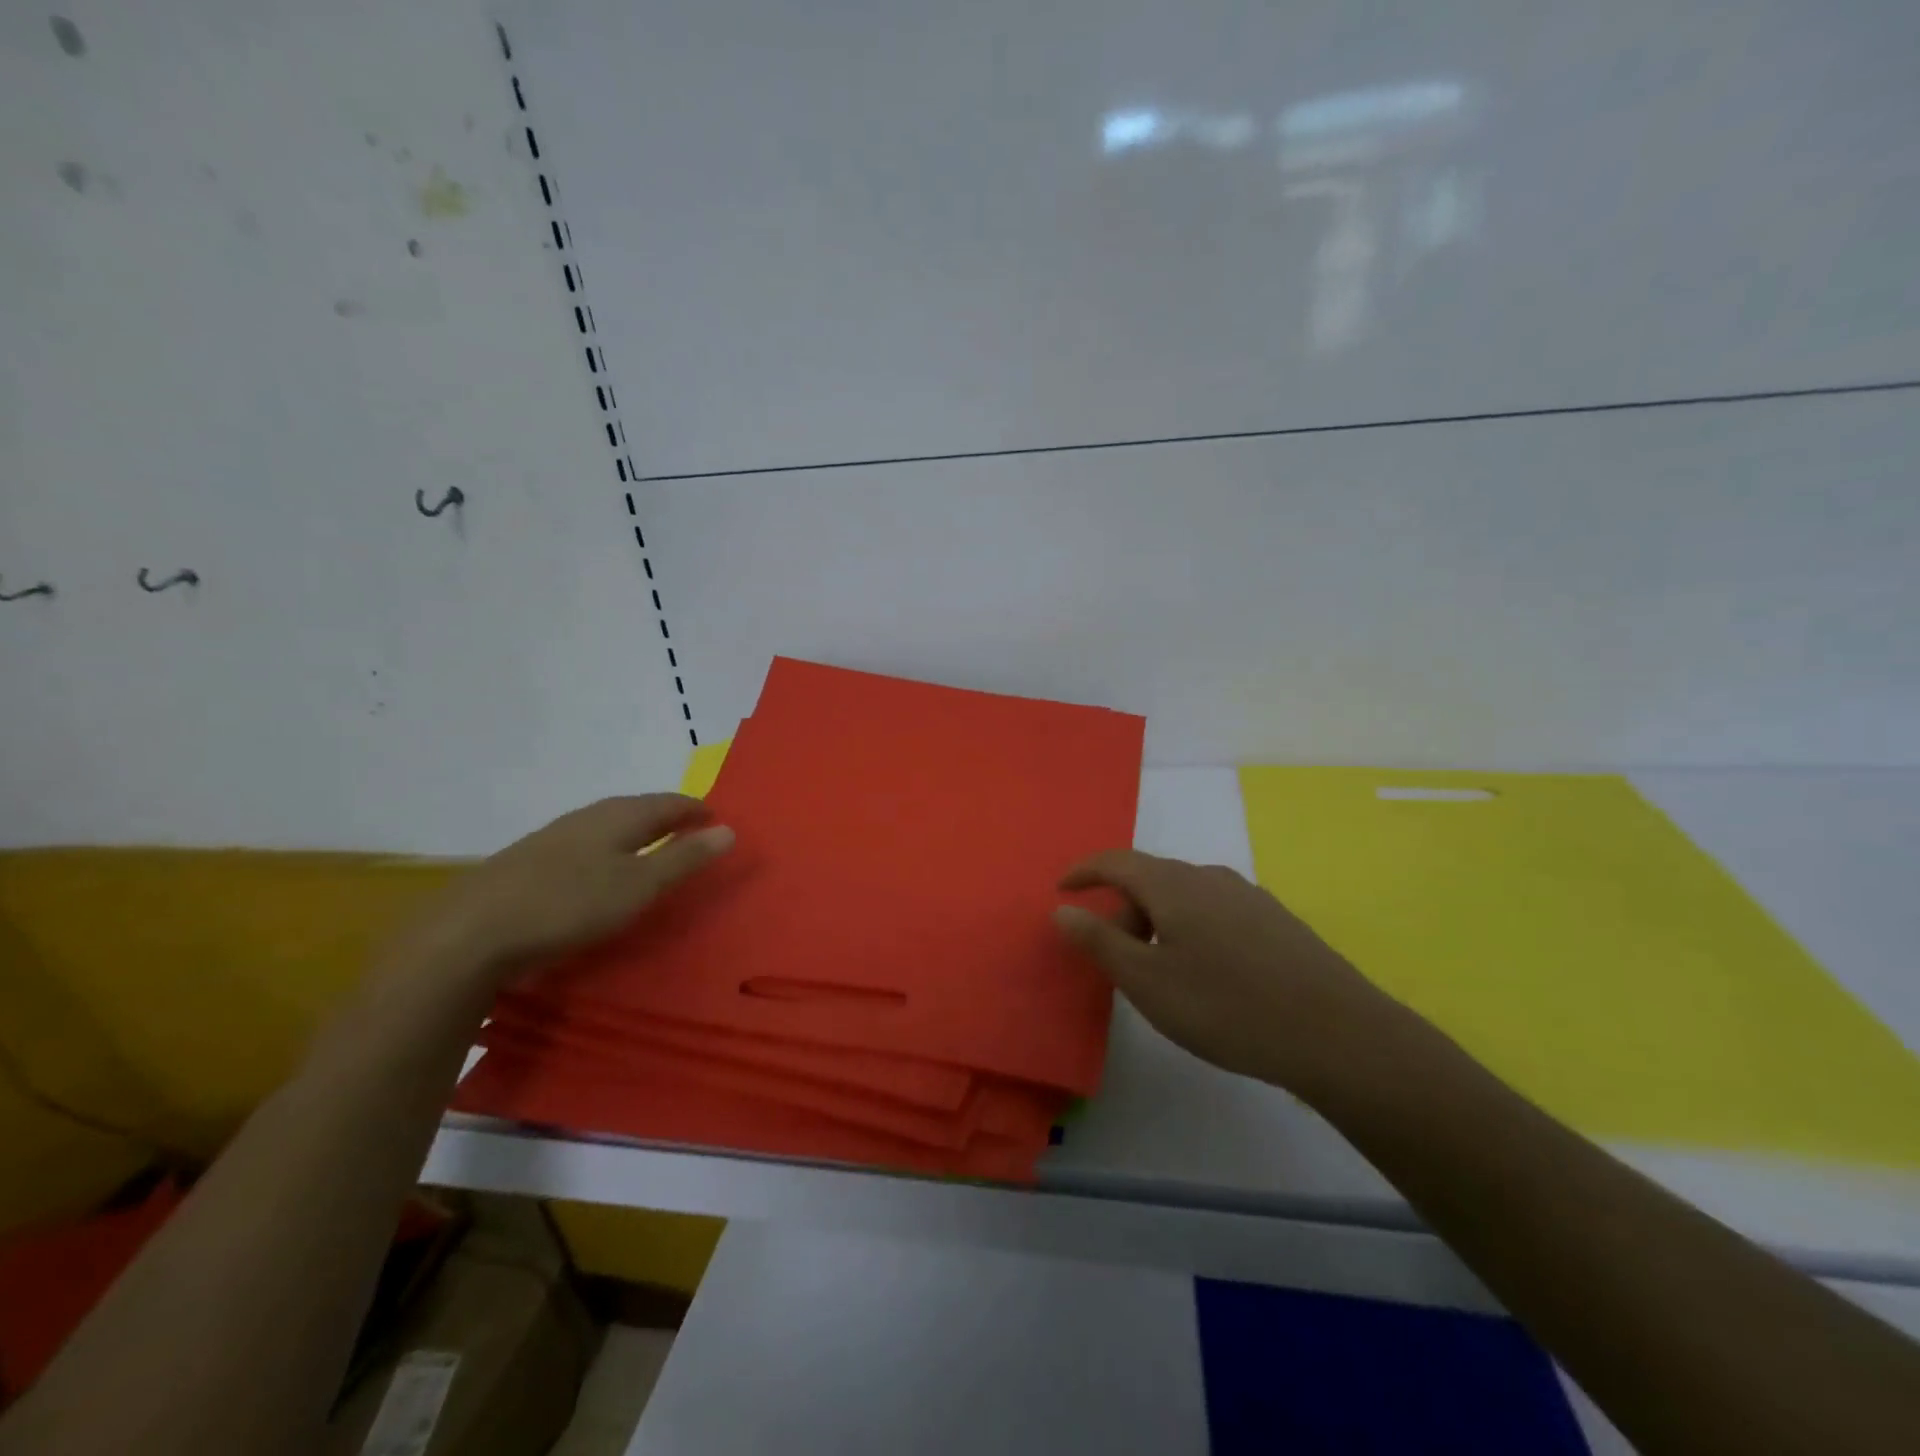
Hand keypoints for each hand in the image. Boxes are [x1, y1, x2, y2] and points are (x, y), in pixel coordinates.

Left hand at [406, 795, 733, 990]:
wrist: (470, 934)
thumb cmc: (569, 905)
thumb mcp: (639, 886)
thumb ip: (684, 858)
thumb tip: (729, 829)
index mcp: (617, 816)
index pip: (668, 802)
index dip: (695, 809)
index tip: (717, 818)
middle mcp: (585, 817)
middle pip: (636, 808)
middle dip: (666, 817)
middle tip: (689, 831)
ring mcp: (551, 838)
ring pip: (605, 826)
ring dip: (634, 833)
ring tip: (650, 849)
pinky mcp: (527, 863)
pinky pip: (582, 846)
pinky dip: (605, 851)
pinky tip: (596, 872)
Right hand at [1054, 850, 1403, 1094]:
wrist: (1337, 1034)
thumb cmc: (1227, 1007)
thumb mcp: (1148, 982)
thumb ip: (1100, 942)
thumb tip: (1063, 910)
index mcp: (1174, 885)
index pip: (1116, 861)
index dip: (1084, 871)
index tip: (1062, 888)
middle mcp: (1210, 877)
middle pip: (1150, 880)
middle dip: (1122, 911)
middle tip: (1116, 960)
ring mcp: (1248, 896)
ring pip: (1184, 896)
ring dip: (1157, 923)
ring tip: (1161, 973)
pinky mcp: (1275, 920)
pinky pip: (1214, 911)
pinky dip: (1190, 929)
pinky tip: (1208, 973)